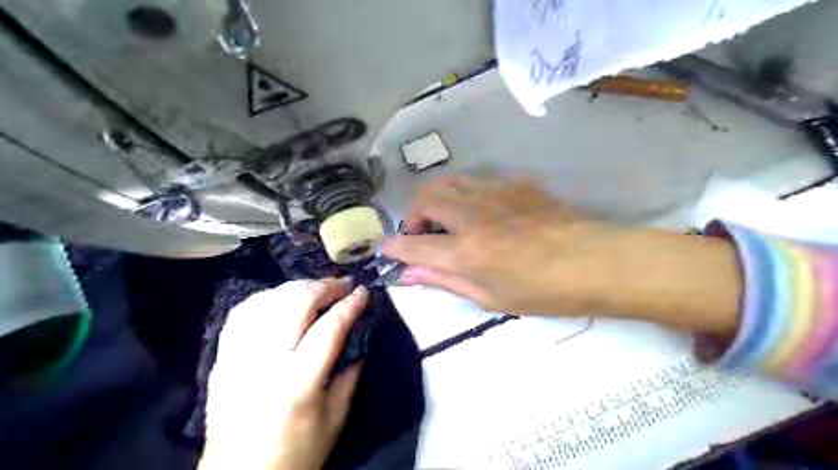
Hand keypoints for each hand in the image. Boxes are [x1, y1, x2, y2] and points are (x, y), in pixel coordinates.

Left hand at [198, 279, 366, 469]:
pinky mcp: (222, 358)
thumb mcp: (335, 418)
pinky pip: (242, 313)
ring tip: (317, 288)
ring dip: (297, 287)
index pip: (329, 328)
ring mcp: (238, 357)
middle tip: (344, 284)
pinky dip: (266, 298)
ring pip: (267, 301)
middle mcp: (265, 362)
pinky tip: (282, 298)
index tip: (364, 292)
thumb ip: (350, 372)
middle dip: (324, 286)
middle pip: (295, 303)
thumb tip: (360, 334)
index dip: (350, 305)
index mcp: (298, 383)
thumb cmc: (295, 455)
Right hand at [386, 175, 613, 316]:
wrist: (593, 262)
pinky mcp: (514, 183)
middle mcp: (472, 215)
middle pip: (425, 199)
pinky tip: (480, 212)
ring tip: (447, 220)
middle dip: (414, 217)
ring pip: (448, 182)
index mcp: (465, 250)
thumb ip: (444, 280)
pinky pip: (477, 181)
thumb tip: (409, 273)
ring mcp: (494, 193)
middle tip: (424, 236)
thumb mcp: (489, 298)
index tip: (389, 251)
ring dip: (437, 200)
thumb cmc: (542, 291)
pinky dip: (466, 194)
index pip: (413, 244)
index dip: (395, 247)